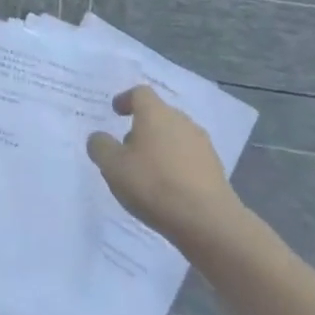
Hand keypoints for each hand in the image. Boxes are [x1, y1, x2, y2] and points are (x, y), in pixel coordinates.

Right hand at [87, 85, 237, 242]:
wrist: (208, 221)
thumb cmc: (154, 185)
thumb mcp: (113, 166)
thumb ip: (101, 146)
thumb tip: (99, 137)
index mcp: (155, 113)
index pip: (140, 93)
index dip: (126, 99)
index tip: (116, 111)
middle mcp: (181, 121)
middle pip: (159, 115)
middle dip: (142, 127)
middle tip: (126, 147)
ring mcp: (202, 145)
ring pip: (175, 137)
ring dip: (159, 147)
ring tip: (146, 172)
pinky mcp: (215, 169)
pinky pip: (188, 158)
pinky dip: (175, 165)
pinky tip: (167, 188)